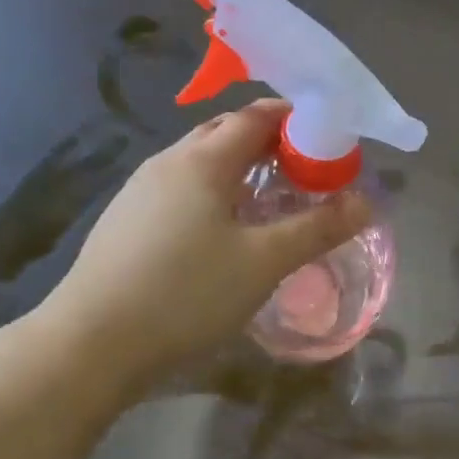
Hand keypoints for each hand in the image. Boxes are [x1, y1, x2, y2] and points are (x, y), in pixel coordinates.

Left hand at [37, 100, 369, 398]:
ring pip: (199, 162)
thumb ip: (318, 228)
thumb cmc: (186, 294)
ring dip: (238, 168)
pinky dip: (212, 192)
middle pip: (225, 132)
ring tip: (268, 201)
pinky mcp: (125, 220)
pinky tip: (220, 232)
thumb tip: (366, 201)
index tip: (327, 143)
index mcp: (203, 160)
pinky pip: (180, 188)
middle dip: (269, 142)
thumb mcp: (264, 262)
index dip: (296, 121)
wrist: (93, 342)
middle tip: (304, 173)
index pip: (256, 116)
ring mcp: (139, 190)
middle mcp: (168, 162)